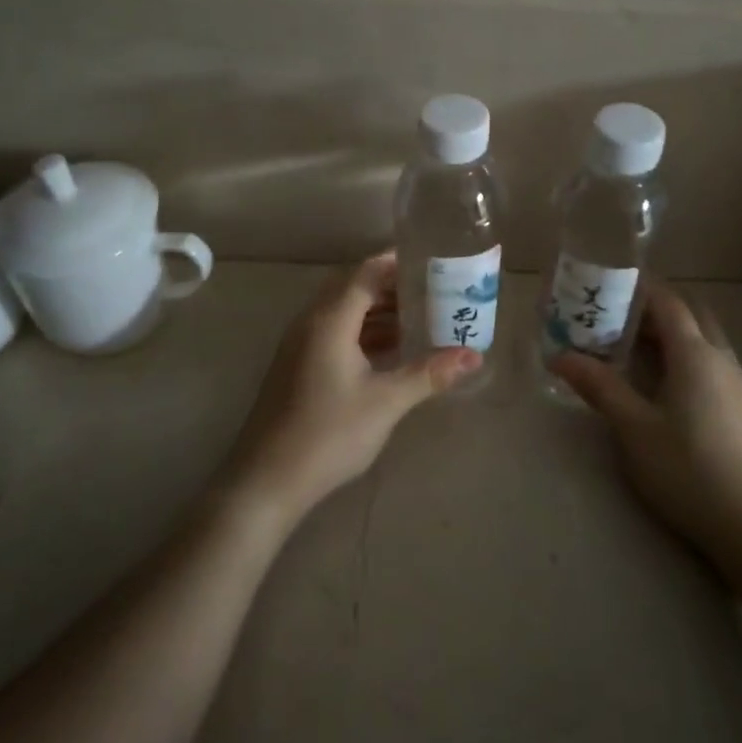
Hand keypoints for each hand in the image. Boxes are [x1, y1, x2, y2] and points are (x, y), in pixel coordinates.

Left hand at [222, 253, 480, 524]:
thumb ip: (429, 373)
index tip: (431, 262)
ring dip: (378, 311)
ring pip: (344, 312)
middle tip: (432, 290)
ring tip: (420, 317)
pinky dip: (363, 332)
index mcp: (330, 320)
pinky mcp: (298, 366)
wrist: (267, 480)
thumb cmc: (329, 433)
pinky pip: (335, 332)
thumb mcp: (386, 402)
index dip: (397, 263)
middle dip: (392, 286)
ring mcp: (301, 345)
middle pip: (354, 288)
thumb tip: (474, 356)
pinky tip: (390, 350)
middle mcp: (311, 322)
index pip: (366, 273)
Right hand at [552, 282, 741, 563]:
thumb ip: (598, 386)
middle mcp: (719, 357)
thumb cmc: (687, 469)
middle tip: (614, 317)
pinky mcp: (739, 406)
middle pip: (689, 313)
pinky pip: (708, 360)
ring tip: (629, 346)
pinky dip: (682, 354)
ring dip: (669, 332)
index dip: (638, 288)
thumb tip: (559, 356)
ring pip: (701, 338)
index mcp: (694, 353)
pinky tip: (659, 382)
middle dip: (653, 307)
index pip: (667, 301)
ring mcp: (734, 382)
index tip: (605, 285)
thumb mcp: (633, 428)